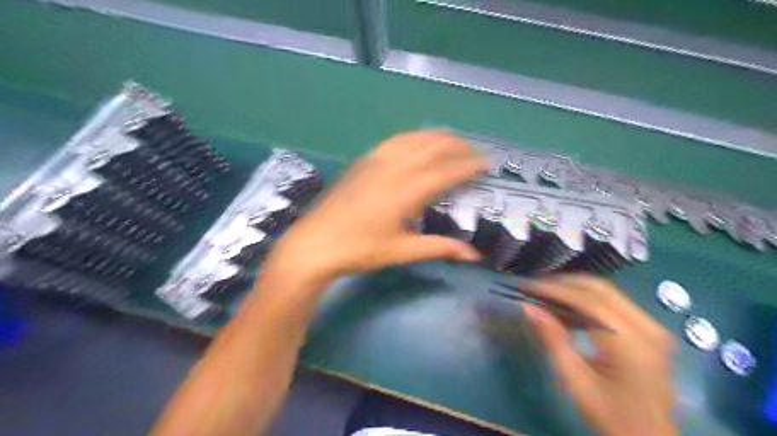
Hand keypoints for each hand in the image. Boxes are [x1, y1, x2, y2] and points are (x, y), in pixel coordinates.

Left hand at [267, 130, 483, 288]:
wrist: (316, 243)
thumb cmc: (359, 250)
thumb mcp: (402, 252)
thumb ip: (439, 248)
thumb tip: (473, 255)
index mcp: (406, 191)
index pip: (446, 171)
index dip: (469, 166)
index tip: (487, 163)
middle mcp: (394, 169)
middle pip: (432, 148)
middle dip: (458, 145)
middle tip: (475, 150)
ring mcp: (376, 161)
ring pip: (413, 139)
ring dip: (436, 137)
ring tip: (453, 140)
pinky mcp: (363, 161)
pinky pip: (394, 141)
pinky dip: (413, 137)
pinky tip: (417, 141)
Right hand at [522, 276, 681, 435]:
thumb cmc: (611, 416)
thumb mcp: (575, 382)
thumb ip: (553, 340)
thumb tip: (529, 307)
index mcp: (631, 343)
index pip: (589, 301)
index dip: (555, 289)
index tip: (527, 286)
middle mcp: (648, 328)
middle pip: (601, 289)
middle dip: (564, 283)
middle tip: (534, 287)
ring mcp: (653, 328)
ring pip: (607, 292)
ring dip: (574, 289)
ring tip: (545, 295)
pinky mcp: (650, 331)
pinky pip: (614, 303)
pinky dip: (587, 300)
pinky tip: (567, 308)